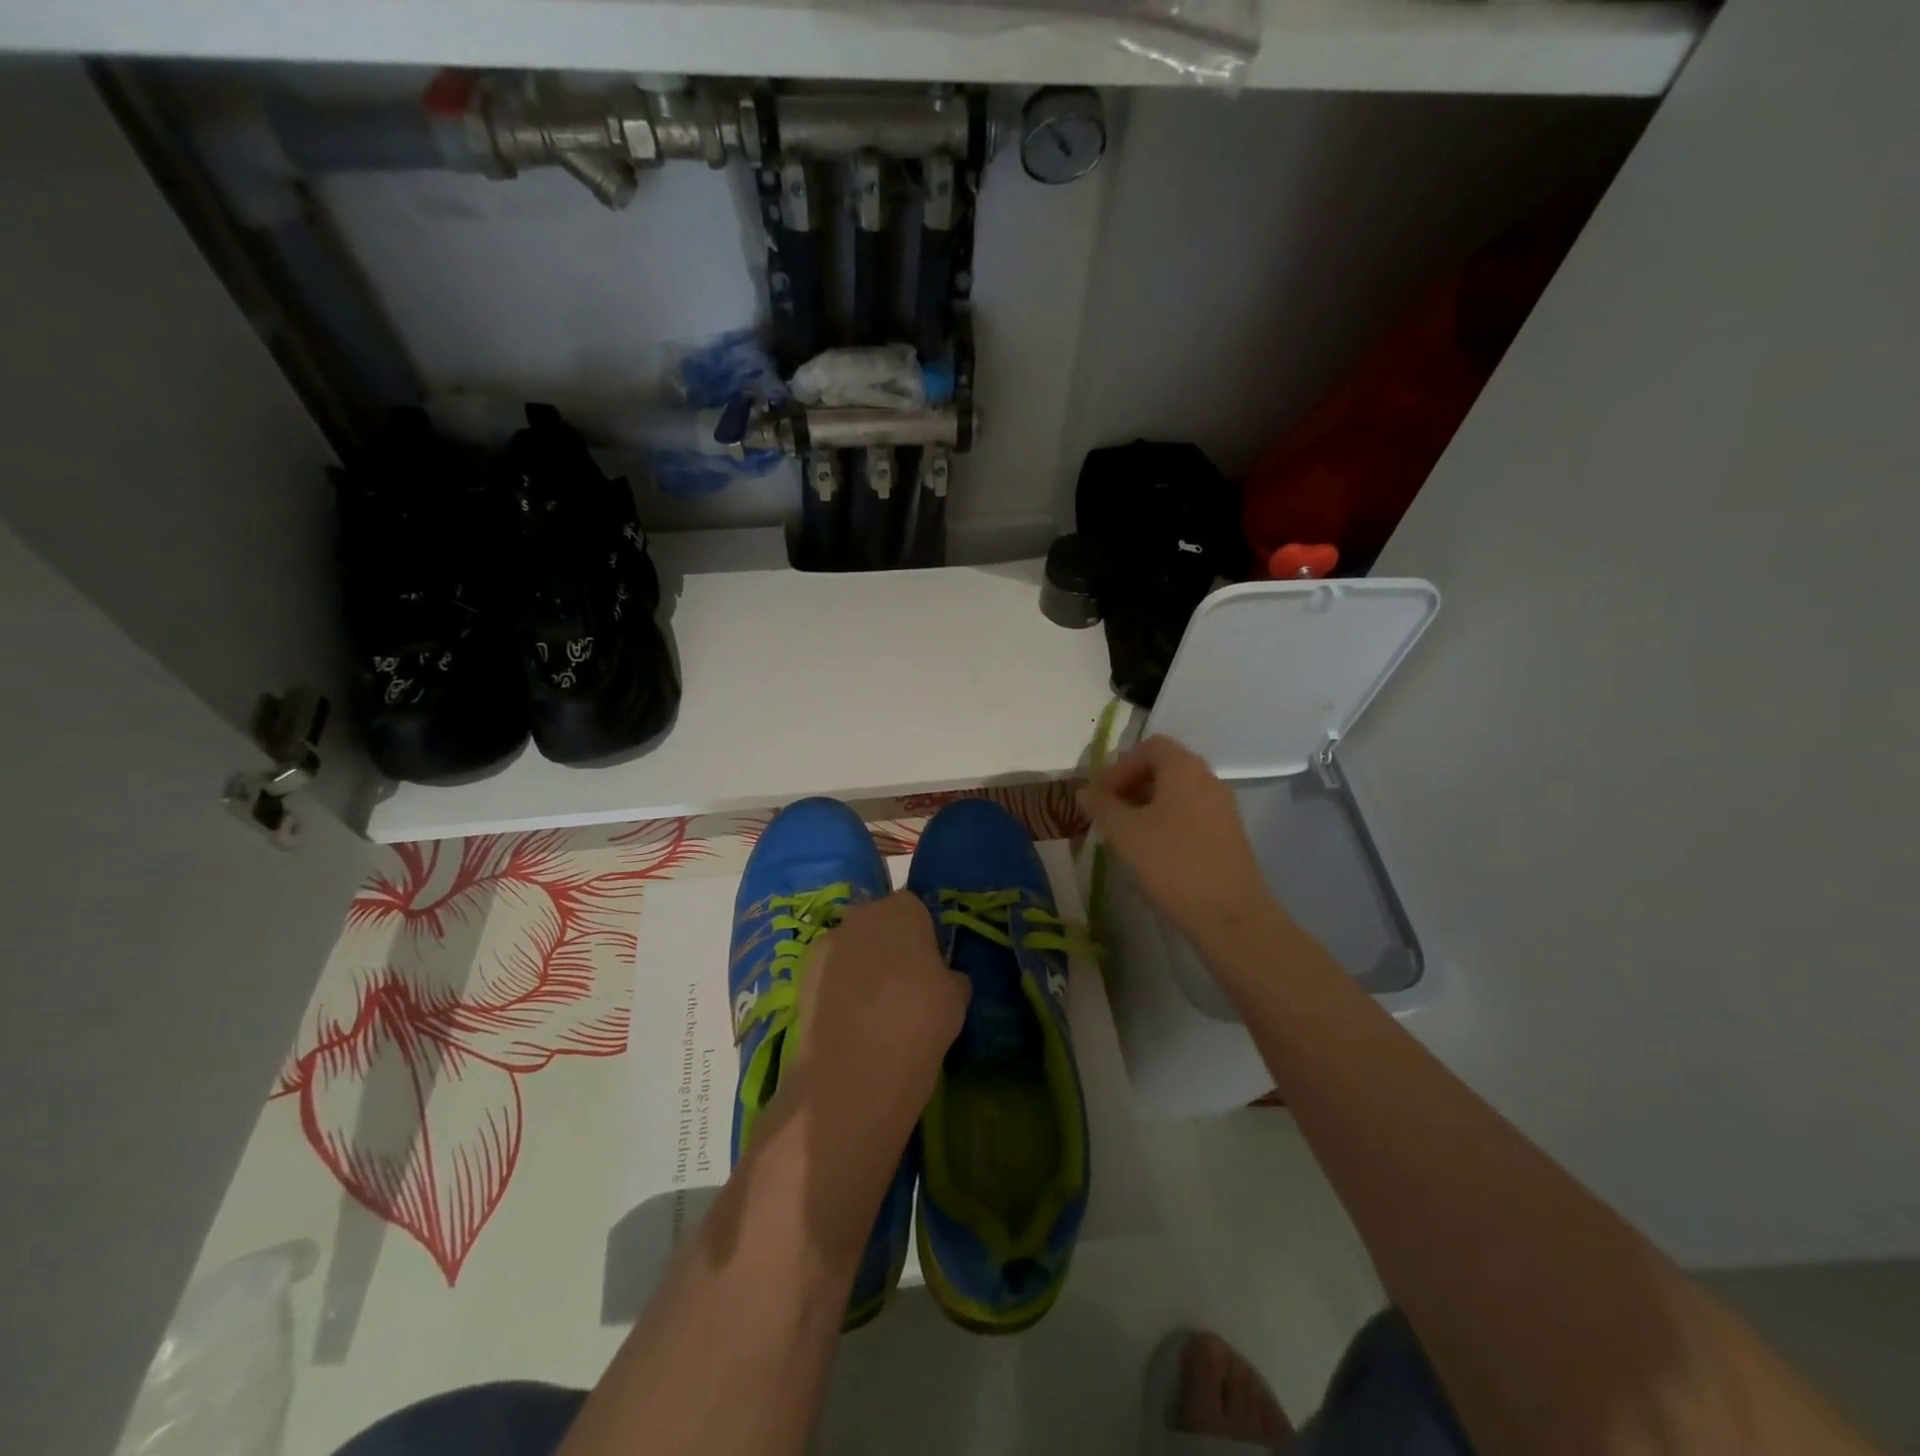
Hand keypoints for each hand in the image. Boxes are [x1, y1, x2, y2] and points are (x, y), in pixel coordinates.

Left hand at [789, 891, 968, 1150]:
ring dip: (859, 968)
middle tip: (902, 987)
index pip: (915, 910)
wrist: (858, 1066)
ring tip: (871, 1013)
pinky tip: (847, 1025)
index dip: (922, 936)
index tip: (929, 967)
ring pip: (850, 948)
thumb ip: (948, 976)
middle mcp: (862, 916)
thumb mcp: (957, 997)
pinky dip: (836, 991)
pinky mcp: (801, 976)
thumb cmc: (921, 1019)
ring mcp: (827, 944)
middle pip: (878, 924)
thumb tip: (942, 978)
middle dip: (887, 947)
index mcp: (904, 910)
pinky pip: (828, 975)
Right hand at [1080, 735, 1286, 954]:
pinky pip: (1190, 811)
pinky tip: (1151, 849)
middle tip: (1108, 812)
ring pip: (1177, 791)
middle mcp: (1208, 779)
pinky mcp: (1227, 833)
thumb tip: (1085, 790)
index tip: (1102, 795)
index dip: (1121, 765)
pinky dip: (1166, 819)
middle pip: (1164, 766)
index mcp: (1185, 769)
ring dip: (1146, 803)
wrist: (1230, 916)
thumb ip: (1103, 806)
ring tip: (1125, 833)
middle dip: (1131, 784)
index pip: (1150, 746)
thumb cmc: (1173, 865)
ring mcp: (1222, 807)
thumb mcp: (1126, 834)